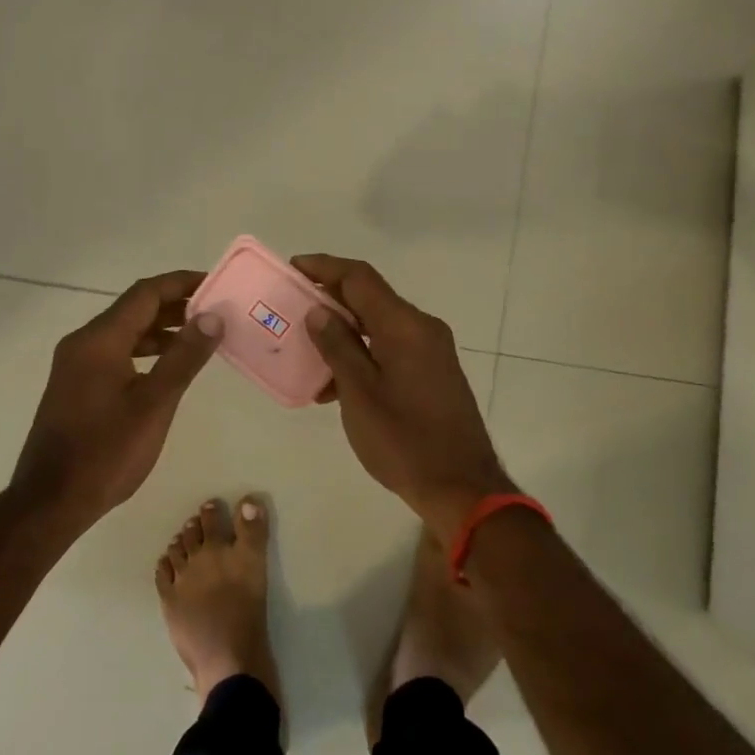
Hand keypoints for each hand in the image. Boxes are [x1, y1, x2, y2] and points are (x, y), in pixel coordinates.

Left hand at [12, 270, 222, 524]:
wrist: (50, 502)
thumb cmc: (106, 452)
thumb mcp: (154, 404)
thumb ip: (184, 357)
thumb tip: (212, 316)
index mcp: (99, 340)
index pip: (145, 294)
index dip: (181, 283)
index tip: (216, 284)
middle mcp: (83, 343)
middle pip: (134, 309)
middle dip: (175, 304)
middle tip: (216, 310)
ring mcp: (75, 364)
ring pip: (124, 332)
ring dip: (161, 328)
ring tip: (201, 335)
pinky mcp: (76, 385)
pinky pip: (115, 352)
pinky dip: (145, 350)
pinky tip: (168, 365)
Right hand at [291, 254, 514, 541]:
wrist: (461, 487)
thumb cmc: (404, 440)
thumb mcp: (359, 393)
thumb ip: (338, 346)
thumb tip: (318, 310)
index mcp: (405, 326)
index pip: (360, 278)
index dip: (324, 267)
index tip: (292, 267)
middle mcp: (422, 328)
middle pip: (371, 298)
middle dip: (330, 299)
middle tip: (292, 307)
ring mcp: (432, 351)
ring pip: (380, 325)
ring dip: (344, 331)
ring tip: (307, 350)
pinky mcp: (433, 372)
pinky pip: (391, 347)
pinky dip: (363, 353)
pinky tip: (336, 382)